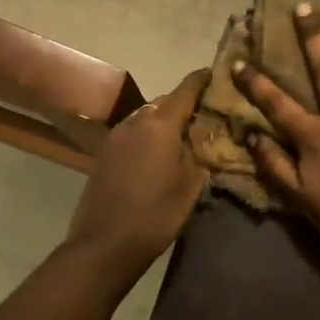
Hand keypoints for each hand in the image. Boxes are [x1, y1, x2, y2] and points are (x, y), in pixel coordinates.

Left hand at [64, 69, 209, 279]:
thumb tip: (198, 139)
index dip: (202, 80)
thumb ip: (197, 153)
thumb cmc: (155, 214)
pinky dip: (148, 136)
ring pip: (146, 117)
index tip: (215, 74)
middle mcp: (135, 121)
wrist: (104, 244)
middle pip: (164, 101)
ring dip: (164, 121)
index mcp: (160, 124)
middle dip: (184, 105)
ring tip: (183, 136)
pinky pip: (133, 134)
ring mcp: (116, 136)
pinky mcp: (104, 153)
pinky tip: (159, 154)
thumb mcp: (191, 185)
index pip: (185, 90)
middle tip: (204, 115)